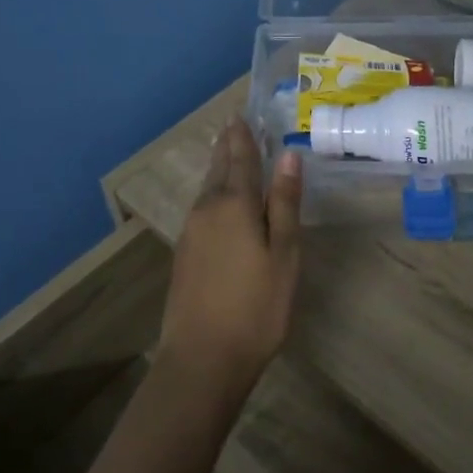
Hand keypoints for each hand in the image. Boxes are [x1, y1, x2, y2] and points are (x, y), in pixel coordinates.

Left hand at [159, 119, 302, 395]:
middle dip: (227, 146)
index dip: (243, 137)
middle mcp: (207, 210)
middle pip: (218, 169)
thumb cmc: (256, 306)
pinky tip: (219, 200)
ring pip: (207, 188)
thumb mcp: (284, 254)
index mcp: (234, 204)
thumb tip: (288, 155)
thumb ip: (284, 203)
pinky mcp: (184, 254)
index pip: (240, 159)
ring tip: (227, 152)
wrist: (202, 358)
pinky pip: (202, 208)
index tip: (240, 113)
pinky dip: (213, 192)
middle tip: (233, 124)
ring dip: (218, 167)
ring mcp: (191, 232)